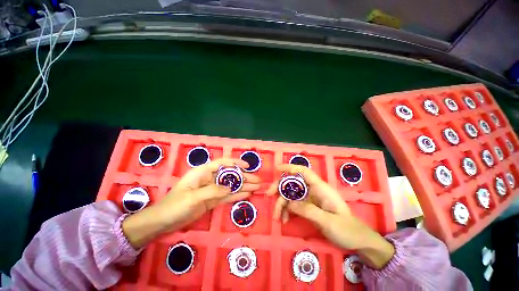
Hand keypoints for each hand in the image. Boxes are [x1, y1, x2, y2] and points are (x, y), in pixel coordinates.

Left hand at [123, 158, 260, 247]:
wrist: (163, 222)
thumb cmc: (174, 206)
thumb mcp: (193, 197)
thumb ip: (212, 191)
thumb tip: (230, 187)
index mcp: (203, 172)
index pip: (223, 163)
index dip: (236, 163)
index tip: (248, 166)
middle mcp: (210, 178)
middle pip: (230, 175)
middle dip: (244, 177)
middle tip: (258, 181)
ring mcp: (212, 189)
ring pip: (231, 186)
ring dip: (243, 186)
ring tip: (257, 187)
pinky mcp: (213, 200)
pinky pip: (227, 196)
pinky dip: (237, 194)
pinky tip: (247, 194)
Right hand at [267, 164, 393, 268]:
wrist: (357, 241)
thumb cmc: (347, 229)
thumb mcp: (328, 222)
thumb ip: (308, 211)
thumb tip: (288, 203)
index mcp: (321, 188)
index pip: (303, 171)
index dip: (290, 167)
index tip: (277, 169)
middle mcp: (313, 190)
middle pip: (293, 183)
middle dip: (280, 188)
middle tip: (269, 195)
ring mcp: (310, 198)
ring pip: (291, 195)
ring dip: (281, 203)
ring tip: (277, 217)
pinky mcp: (308, 207)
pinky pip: (293, 205)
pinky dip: (287, 210)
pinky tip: (285, 220)